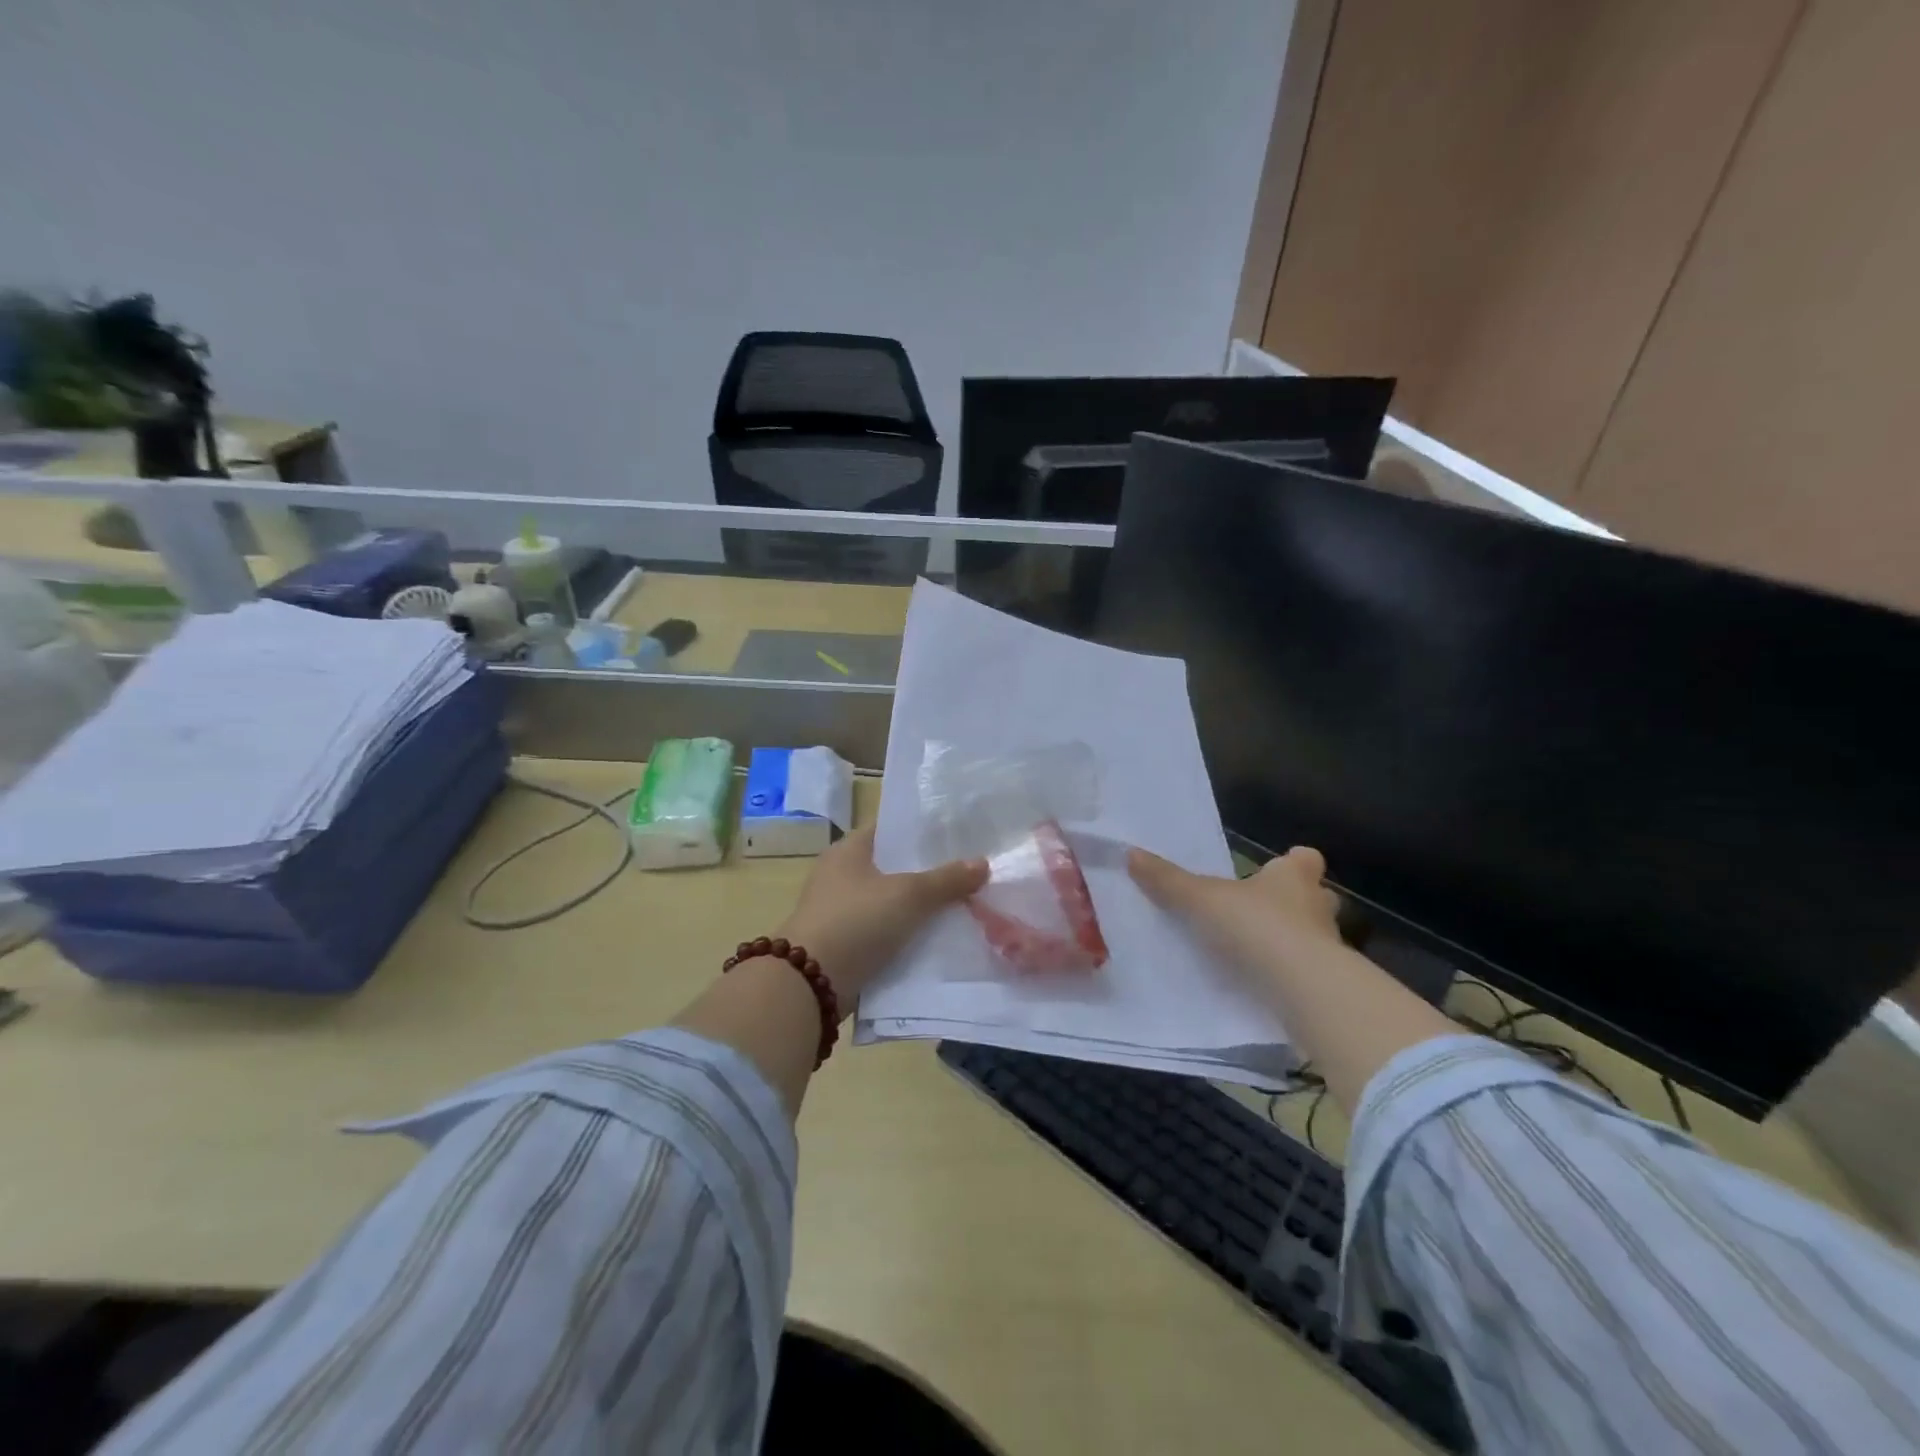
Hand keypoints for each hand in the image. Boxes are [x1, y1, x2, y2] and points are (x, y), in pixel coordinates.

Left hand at [777, 826, 986, 1004]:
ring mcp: (840, 910)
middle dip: (927, 870)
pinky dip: (906, 933)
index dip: (921, 830)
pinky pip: (884, 931)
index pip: (889, 828)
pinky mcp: (845, 943)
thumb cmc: (856, 921)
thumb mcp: (908, 895)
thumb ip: (946, 879)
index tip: (956, 834)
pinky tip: (937, 936)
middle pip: (893, 865)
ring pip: (890, 901)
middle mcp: (840, 874)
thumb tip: (983, 863)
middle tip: (968, 870)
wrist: (810, 984)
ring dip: (919, 905)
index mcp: (848, 850)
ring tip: (962, 902)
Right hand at [1127, 844, 1342, 980]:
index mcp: (1293, 877)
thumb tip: (1130, 853)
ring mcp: (1328, 947)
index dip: (1292, 862)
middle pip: (1315, 897)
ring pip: (1313, 936)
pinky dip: (1288, 974)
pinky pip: (1306, 972)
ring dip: (1292, 941)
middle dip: (1294, 903)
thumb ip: (1168, 880)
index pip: (1305, 859)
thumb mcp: (1201, 899)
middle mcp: (1317, 907)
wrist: (1303, 989)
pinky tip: (1261, 984)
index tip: (1274, 869)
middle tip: (1261, 911)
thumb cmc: (1256, 926)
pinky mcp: (1326, 984)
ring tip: (1255, 951)